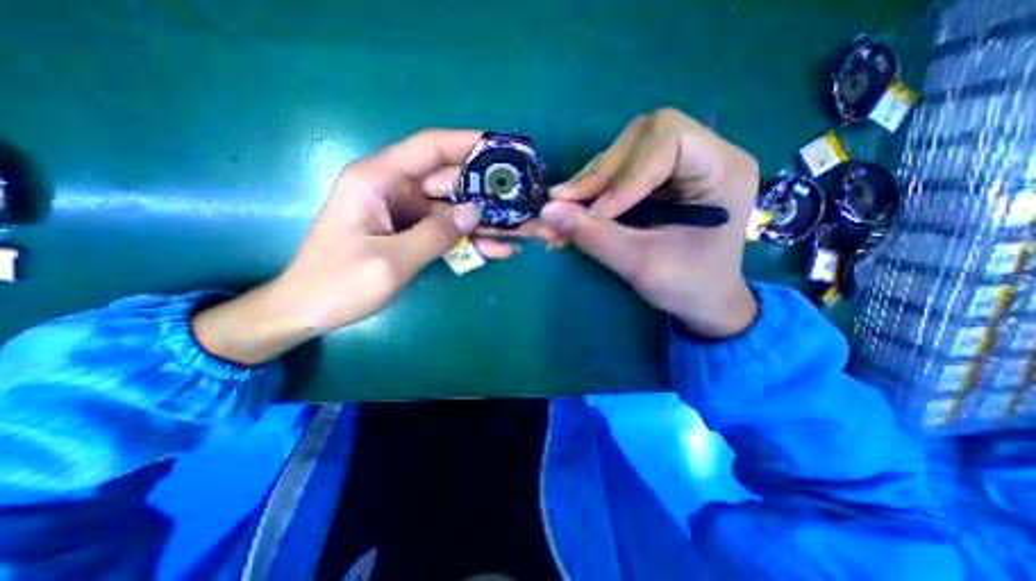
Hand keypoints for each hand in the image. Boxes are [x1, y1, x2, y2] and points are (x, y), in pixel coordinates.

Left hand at [193, 129, 513, 365]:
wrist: (310, 310)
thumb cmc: (339, 284)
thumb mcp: (391, 261)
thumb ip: (436, 234)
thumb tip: (476, 211)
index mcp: (378, 180)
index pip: (429, 147)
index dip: (467, 143)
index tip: (503, 147)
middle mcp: (394, 189)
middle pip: (450, 181)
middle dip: (487, 191)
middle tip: (523, 200)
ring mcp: (406, 213)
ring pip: (454, 209)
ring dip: (486, 220)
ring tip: (522, 229)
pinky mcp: (412, 233)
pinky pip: (448, 231)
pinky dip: (471, 240)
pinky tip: (499, 249)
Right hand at [544, 109, 759, 337]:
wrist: (704, 302)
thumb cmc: (689, 288)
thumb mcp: (642, 266)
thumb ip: (596, 237)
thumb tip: (547, 211)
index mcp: (721, 170)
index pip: (666, 138)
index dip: (625, 173)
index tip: (597, 214)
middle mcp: (702, 156)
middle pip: (637, 141)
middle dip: (597, 176)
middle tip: (563, 207)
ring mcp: (677, 167)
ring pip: (620, 156)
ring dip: (586, 187)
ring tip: (559, 214)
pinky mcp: (656, 182)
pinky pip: (615, 176)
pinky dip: (589, 196)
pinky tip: (570, 215)